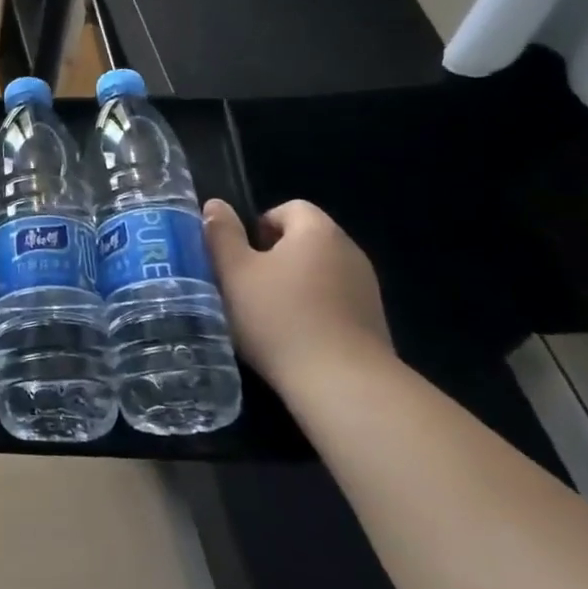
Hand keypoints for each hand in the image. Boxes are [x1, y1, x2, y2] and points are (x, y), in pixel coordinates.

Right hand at [203, 198, 394, 393]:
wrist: (343, 384)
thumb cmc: (279, 318)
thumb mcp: (234, 272)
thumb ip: (222, 234)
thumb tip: (215, 204)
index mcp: (317, 231)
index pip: (289, 208)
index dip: (259, 226)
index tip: (241, 257)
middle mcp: (349, 251)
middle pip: (305, 240)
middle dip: (273, 257)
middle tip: (246, 286)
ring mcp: (366, 288)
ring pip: (319, 273)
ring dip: (293, 286)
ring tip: (267, 316)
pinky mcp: (373, 322)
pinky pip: (335, 302)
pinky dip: (314, 311)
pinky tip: (294, 339)